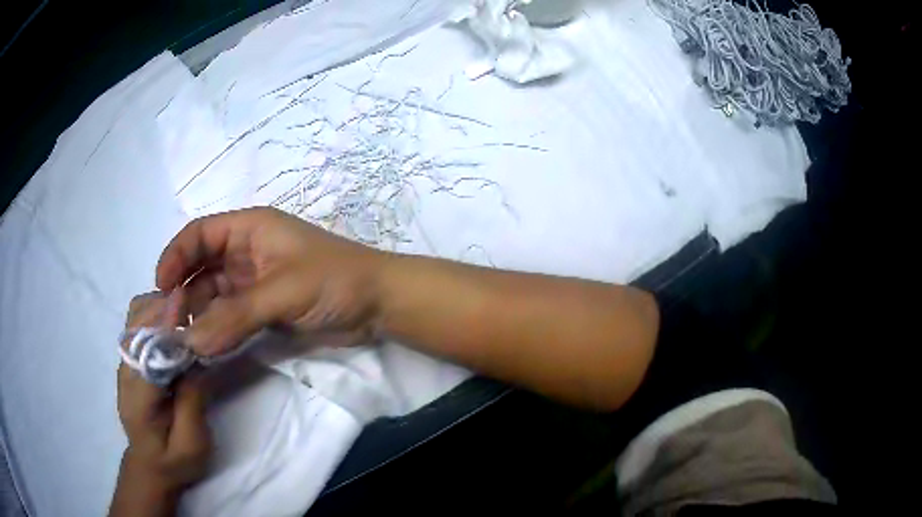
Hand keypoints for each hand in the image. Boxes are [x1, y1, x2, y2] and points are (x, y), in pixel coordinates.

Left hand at [117, 291, 210, 493]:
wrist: (150, 467)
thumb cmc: (174, 462)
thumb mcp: (191, 444)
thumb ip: (193, 402)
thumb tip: (199, 358)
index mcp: (139, 398)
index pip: (148, 350)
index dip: (165, 323)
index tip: (185, 299)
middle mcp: (126, 372)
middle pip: (136, 323)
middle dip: (163, 307)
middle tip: (195, 304)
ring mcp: (125, 363)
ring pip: (135, 317)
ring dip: (159, 306)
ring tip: (186, 310)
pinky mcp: (130, 360)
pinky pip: (138, 324)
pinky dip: (156, 312)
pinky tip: (174, 322)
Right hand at [156, 207, 386, 356]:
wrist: (378, 304)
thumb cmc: (333, 282)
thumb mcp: (281, 292)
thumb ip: (235, 317)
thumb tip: (191, 344)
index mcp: (249, 229)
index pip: (199, 234)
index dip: (175, 256)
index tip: (159, 287)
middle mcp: (245, 252)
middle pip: (200, 267)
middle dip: (182, 292)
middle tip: (170, 325)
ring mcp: (253, 282)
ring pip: (212, 295)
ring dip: (196, 314)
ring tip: (182, 340)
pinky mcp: (262, 308)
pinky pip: (229, 315)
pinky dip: (215, 328)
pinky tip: (204, 346)